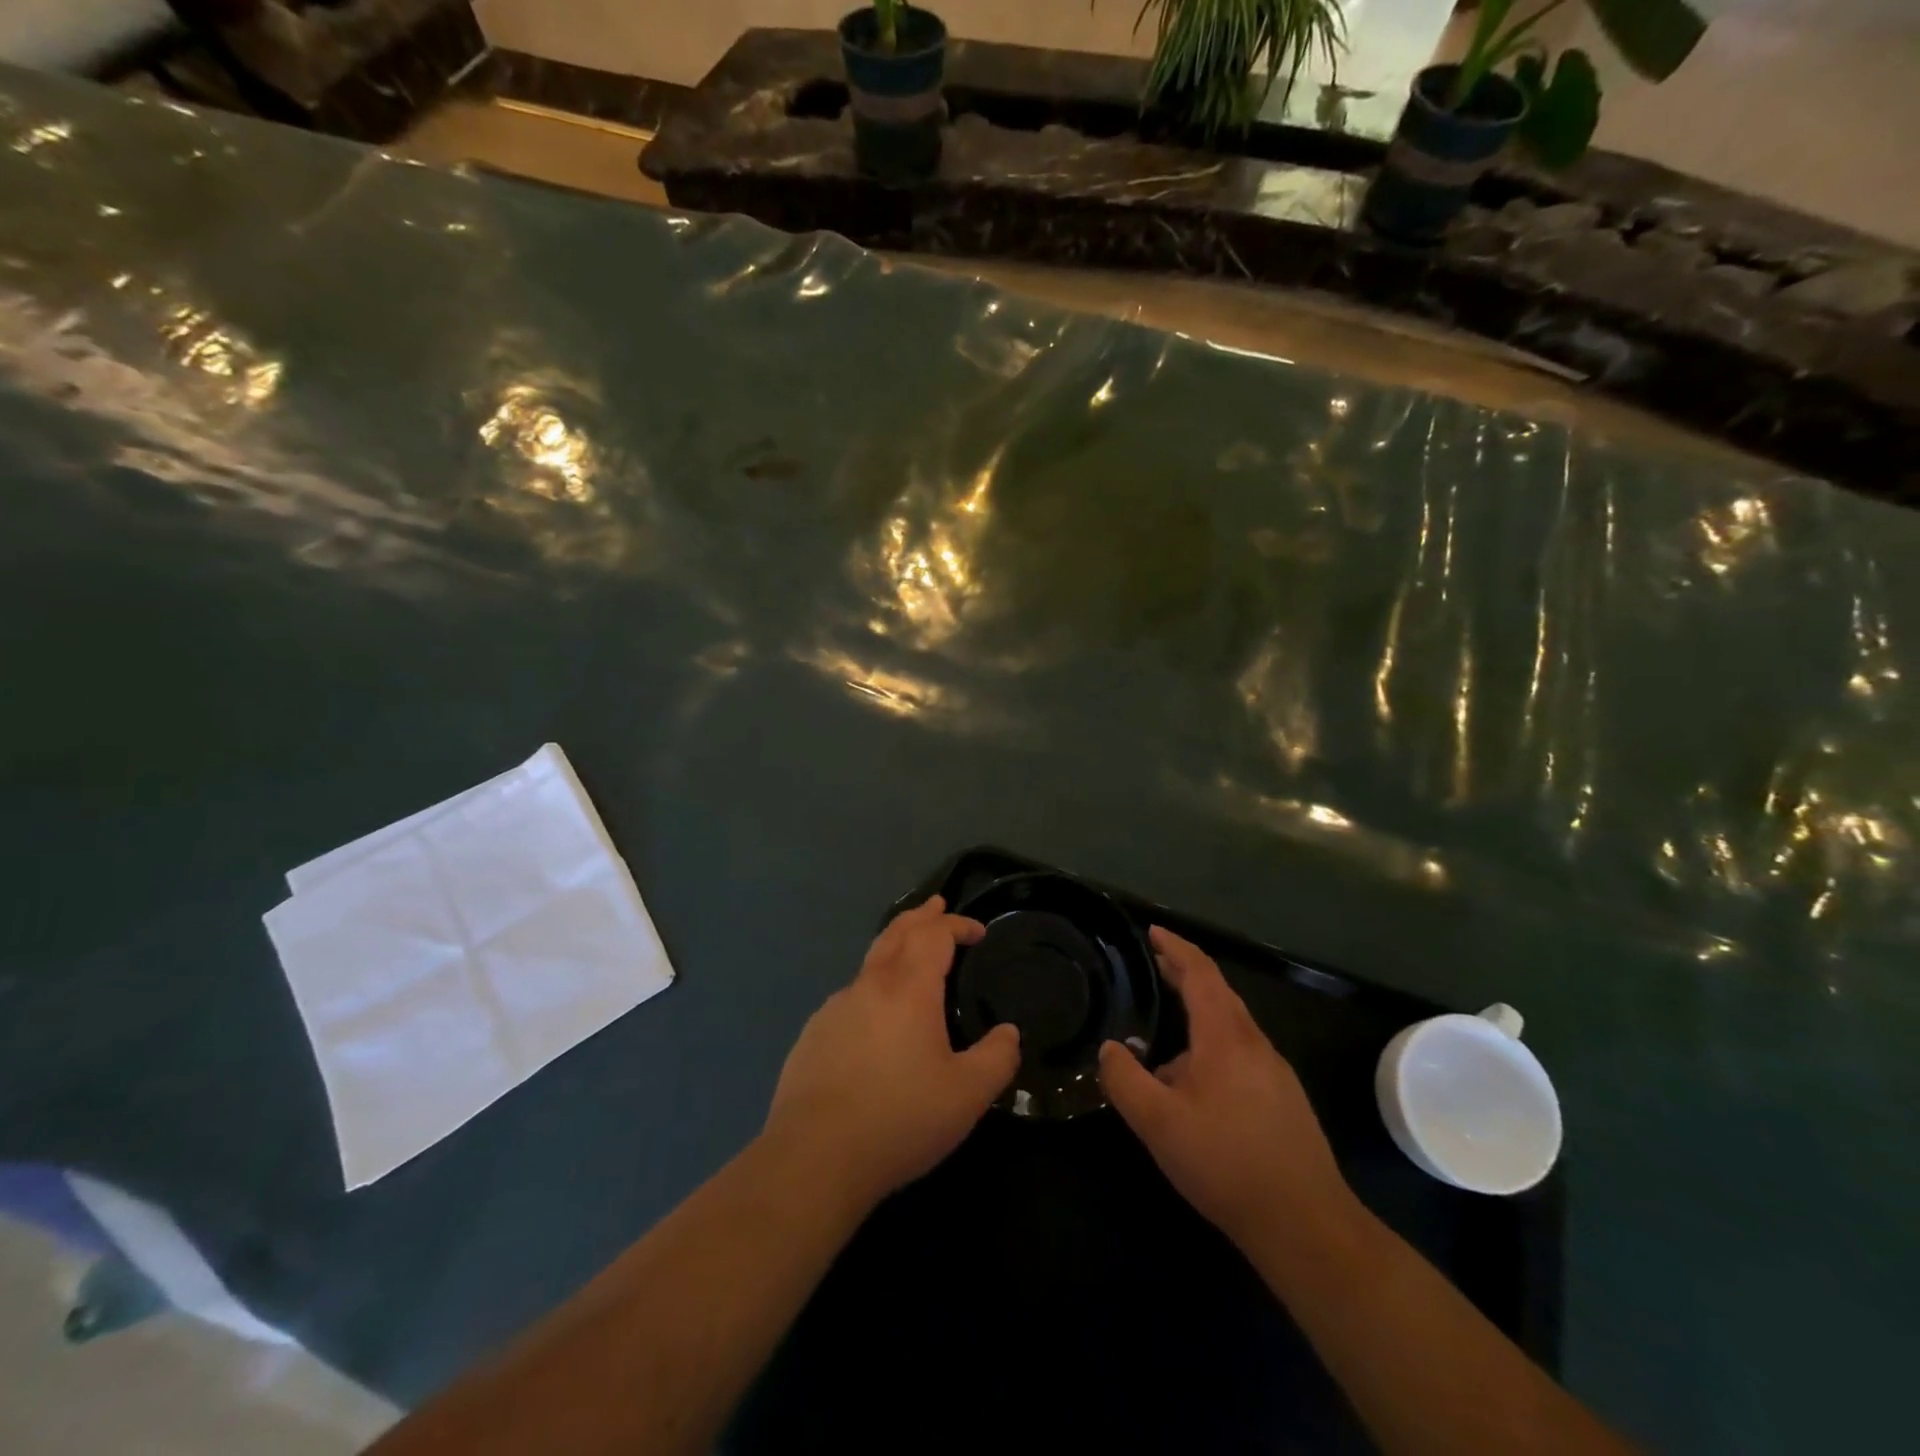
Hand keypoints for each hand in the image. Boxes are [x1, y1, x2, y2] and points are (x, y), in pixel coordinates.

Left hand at [764, 896, 1020, 1210]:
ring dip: (894, 950)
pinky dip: (872, 989)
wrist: (814, 1157)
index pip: (934, 934)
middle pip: (896, 932)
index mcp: (909, 988)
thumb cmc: (900, 1119)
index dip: (957, 924)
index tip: (977, 932)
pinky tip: (875, 1020)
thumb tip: (1009, 1033)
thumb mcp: (967, 1095)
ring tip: (909, 961)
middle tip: (936, 906)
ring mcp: (834, 1008)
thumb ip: (997, 1059)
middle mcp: (869, 985)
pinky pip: (849, 998)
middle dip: (920, 916)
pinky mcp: (812, 1035)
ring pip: (869, 963)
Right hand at [1098, 927, 1350, 1248]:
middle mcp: (1254, 1043)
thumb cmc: (1226, 1163)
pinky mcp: (1284, 1099)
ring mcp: (1274, 1072)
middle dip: (1185, 974)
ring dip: (1199, 1012)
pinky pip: (1241, 1052)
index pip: (1200, 973)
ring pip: (1232, 1025)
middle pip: (1219, 993)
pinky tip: (1195, 1081)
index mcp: (1225, 1036)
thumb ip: (1125, 1080)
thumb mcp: (1159, 1123)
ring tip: (1166, 1026)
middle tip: (1154, 963)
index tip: (1152, 931)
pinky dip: (1213, 1042)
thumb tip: (1108, 1049)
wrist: (1306, 1224)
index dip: (1175, 948)